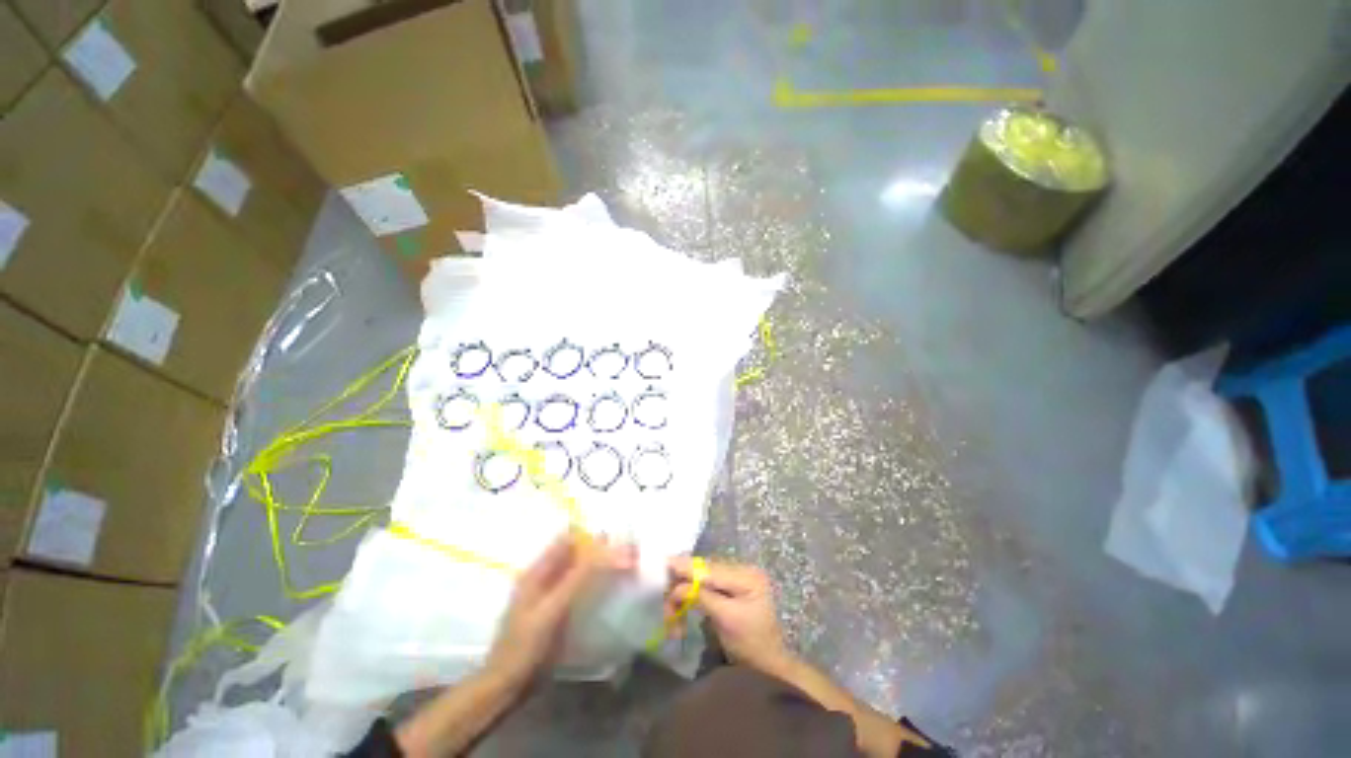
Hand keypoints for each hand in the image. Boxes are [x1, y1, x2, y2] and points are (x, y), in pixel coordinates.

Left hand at [486, 533, 635, 689]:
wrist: (507, 689)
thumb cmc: (525, 647)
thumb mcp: (552, 610)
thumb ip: (577, 577)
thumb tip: (606, 546)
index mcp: (537, 571)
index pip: (568, 540)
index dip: (591, 536)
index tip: (617, 537)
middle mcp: (544, 578)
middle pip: (575, 554)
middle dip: (600, 550)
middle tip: (628, 552)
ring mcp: (551, 596)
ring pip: (580, 571)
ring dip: (600, 567)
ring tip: (626, 566)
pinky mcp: (558, 613)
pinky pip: (580, 590)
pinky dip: (596, 585)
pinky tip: (611, 590)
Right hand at [666, 557, 793, 675]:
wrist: (769, 667)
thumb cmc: (751, 645)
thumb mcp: (726, 620)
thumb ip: (703, 597)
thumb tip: (677, 586)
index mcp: (746, 575)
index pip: (710, 569)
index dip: (686, 567)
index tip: (664, 563)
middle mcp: (742, 570)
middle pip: (704, 571)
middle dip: (682, 584)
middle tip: (664, 602)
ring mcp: (737, 578)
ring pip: (702, 578)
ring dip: (684, 593)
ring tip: (671, 614)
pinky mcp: (731, 589)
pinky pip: (706, 586)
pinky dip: (692, 596)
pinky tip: (683, 606)